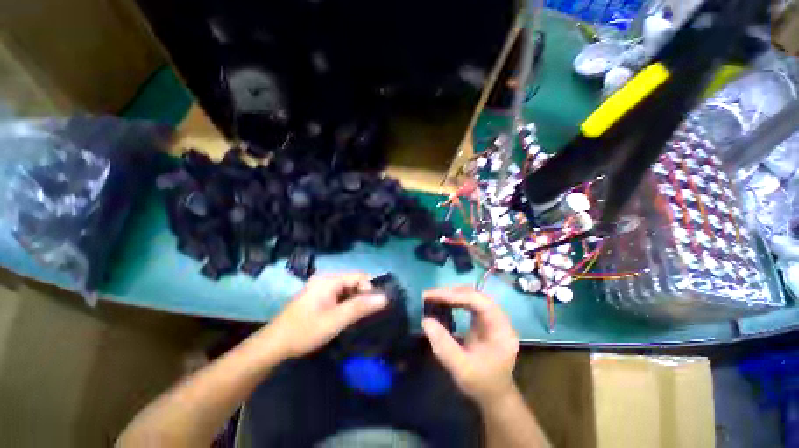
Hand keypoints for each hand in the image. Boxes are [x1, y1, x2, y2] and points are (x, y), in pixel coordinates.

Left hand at [263, 273, 387, 358]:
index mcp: (329, 280)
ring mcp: (321, 287)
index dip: (369, 289)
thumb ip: (361, 307)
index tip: (373, 306)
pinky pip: (339, 295)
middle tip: (365, 314)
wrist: (275, 345)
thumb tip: (385, 298)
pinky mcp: (318, 296)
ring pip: (347, 289)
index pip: (359, 276)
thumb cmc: (305, 331)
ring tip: (356, 316)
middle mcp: (325, 279)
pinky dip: (345, 303)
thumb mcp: (336, 320)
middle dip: (362, 295)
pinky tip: (344, 316)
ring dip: (354, 300)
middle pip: (353, 282)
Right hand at [422, 287, 518, 406]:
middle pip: (475, 295)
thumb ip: (444, 346)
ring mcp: (492, 318)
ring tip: (433, 297)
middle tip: (429, 296)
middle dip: (451, 293)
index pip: (479, 301)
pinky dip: (454, 301)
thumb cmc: (482, 384)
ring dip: (452, 295)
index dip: (455, 296)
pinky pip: (469, 303)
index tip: (433, 296)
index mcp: (500, 329)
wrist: (495, 396)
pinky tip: (443, 304)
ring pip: (472, 296)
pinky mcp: (484, 321)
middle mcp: (499, 319)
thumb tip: (425, 321)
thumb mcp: (462, 369)